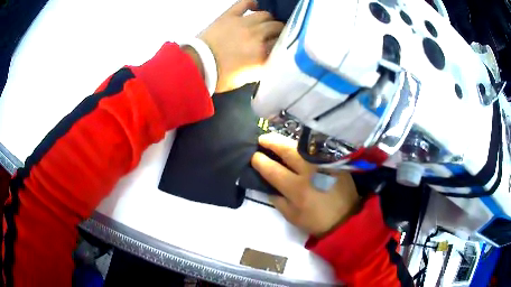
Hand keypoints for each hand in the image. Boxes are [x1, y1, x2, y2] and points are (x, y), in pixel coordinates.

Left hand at [199, 0, 283, 92]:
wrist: (197, 66)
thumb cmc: (221, 76)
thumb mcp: (247, 78)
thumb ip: (260, 66)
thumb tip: (268, 57)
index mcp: (261, 54)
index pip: (281, 44)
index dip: (282, 44)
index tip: (281, 45)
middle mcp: (256, 36)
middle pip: (276, 27)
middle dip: (279, 30)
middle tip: (276, 34)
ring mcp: (243, 23)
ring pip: (265, 15)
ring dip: (268, 19)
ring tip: (265, 23)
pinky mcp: (229, 16)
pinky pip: (244, 3)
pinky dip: (251, 3)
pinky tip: (255, 6)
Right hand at [251, 133, 360, 236]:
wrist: (346, 218)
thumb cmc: (316, 221)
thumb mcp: (292, 216)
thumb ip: (277, 199)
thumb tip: (267, 183)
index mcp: (297, 189)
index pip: (273, 169)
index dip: (260, 161)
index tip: (253, 156)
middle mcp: (310, 172)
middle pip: (287, 150)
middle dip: (271, 141)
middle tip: (261, 139)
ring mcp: (323, 163)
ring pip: (300, 146)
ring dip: (284, 141)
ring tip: (274, 140)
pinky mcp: (333, 161)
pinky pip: (313, 149)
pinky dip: (300, 146)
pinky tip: (294, 147)